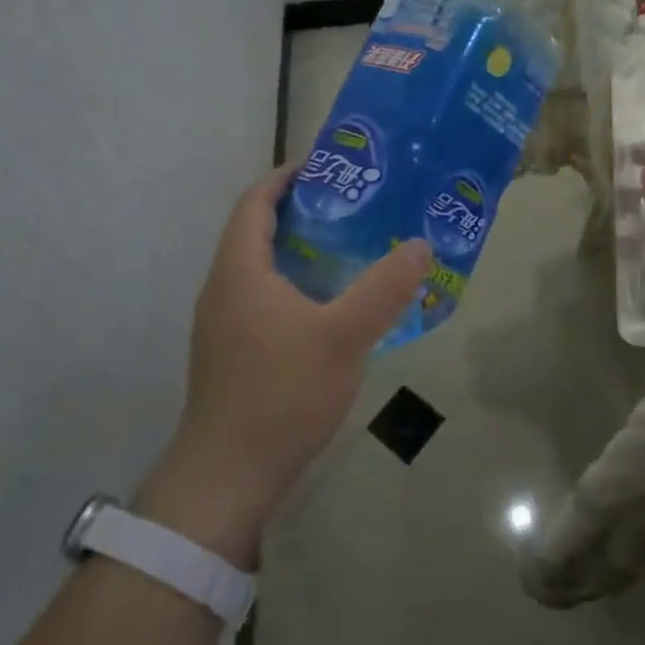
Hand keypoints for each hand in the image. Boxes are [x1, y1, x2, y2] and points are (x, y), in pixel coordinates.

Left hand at [135, 166, 432, 567]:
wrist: (227, 479)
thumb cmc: (280, 394)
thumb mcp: (343, 337)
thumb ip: (383, 289)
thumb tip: (421, 245)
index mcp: (240, 270)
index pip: (256, 201)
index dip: (288, 176)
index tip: (331, 166)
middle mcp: (224, 288)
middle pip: (258, 230)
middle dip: (304, 210)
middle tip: (356, 205)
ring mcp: (224, 323)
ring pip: (262, 267)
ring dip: (301, 249)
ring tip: (352, 246)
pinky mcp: (232, 352)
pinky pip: (264, 297)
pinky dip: (296, 284)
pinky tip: (333, 305)